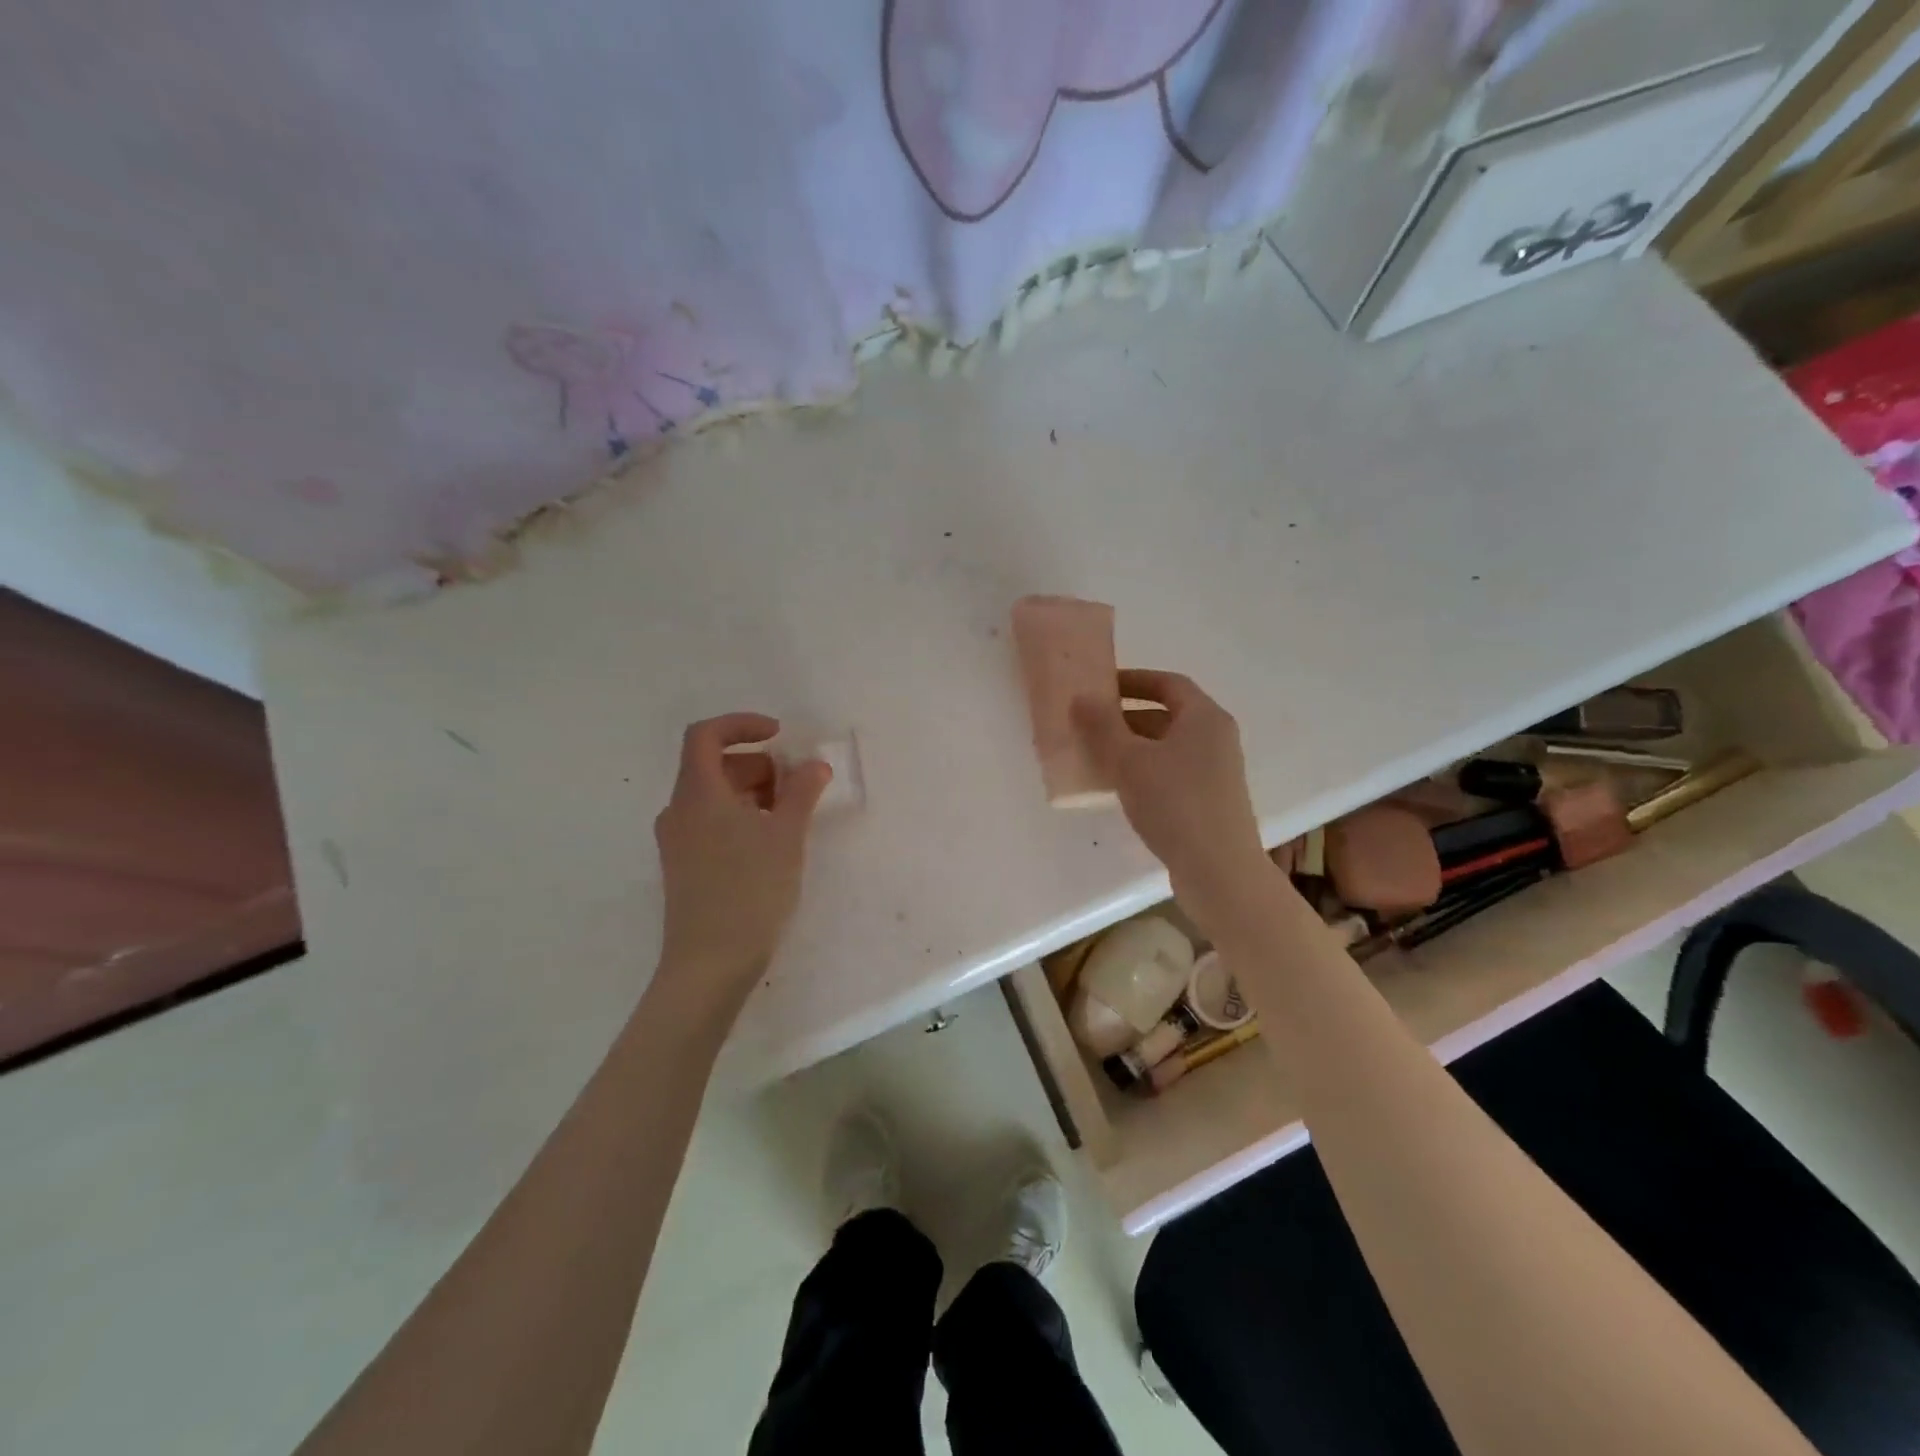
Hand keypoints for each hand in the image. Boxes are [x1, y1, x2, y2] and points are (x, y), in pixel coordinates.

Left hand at [653, 713, 831, 1008]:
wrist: (709, 965)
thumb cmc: (750, 891)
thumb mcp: (786, 836)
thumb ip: (801, 793)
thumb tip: (813, 765)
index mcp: (697, 794)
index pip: (706, 735)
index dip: (742, 724)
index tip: (779, 736)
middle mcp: (678, 811)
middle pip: (712, 765)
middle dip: (757, 764)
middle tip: (795, 785)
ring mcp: (677, 841)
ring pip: (713, 796)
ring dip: (751, 791)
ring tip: (788, 815)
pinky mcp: (683, 866)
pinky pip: (710, 822)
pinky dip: (740, 816)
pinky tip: (769, 842)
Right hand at [1072, 670, 1271, 925]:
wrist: (1219, 870)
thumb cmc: (1175, 804)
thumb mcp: (1129, 761)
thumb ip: (1102, 727)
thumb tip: (1081, 699)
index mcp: (1204, 717)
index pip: (1168, 683)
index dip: (1133, 680)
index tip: (1101, 686)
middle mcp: (1216, 738)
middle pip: (1167, 715)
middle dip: (1126, 717)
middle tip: (1089, 725)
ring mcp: (1216, 771)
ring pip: (1167, 747)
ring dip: (1132, 747)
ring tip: (1095, 757)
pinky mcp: (1210, 801)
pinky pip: (1171, 773)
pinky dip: (1144, 772)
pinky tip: (1118, 790)